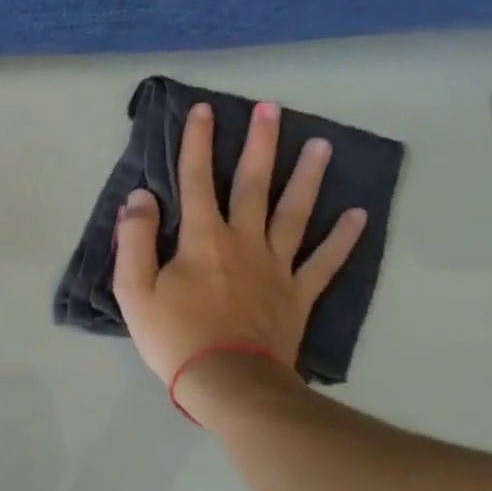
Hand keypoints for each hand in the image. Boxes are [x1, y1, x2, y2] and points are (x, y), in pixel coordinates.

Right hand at [114, 101, 366, 386]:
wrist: (227, 382)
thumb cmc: (174, 336)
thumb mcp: (134, 290)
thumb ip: (134, 240)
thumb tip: (140, 197)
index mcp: (202, 239)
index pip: (197, 180)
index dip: (199, 144)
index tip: (205, 110)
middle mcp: (244, 241)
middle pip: (254, 185)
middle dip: (261, 144)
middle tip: (273, 109)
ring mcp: (277, 267)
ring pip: (295, 213)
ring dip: (308, 178)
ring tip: (323, 146)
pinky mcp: (298, 294)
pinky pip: (324, 262)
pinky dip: (342, 239)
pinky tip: (357, 215)